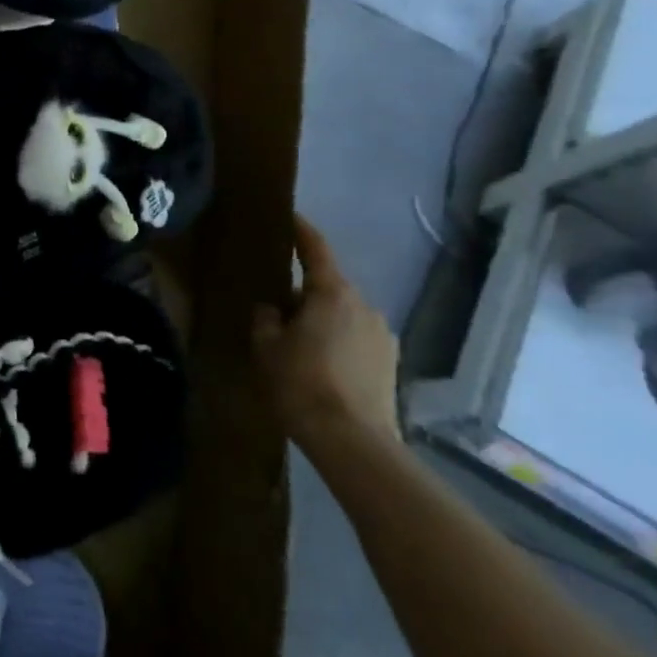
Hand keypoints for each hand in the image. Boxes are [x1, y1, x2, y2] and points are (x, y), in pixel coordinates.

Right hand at [253, 215, 400, 447]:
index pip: (315, 250)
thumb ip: (265, 320)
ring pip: (344, 315)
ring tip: (299, 344)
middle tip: (277, 308)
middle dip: (304, 292)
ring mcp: (383, 334)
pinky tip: (322, 366)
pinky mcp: (391, 362)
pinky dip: (339, 342)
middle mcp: (364, 305)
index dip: (301, 231)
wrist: (352, 440)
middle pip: (328, 287)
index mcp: (332, 294)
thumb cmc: (301, 383)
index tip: (290, 216)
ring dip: (323, 320)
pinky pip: (357, 339)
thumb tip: (271, 308)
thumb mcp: (267, 348)